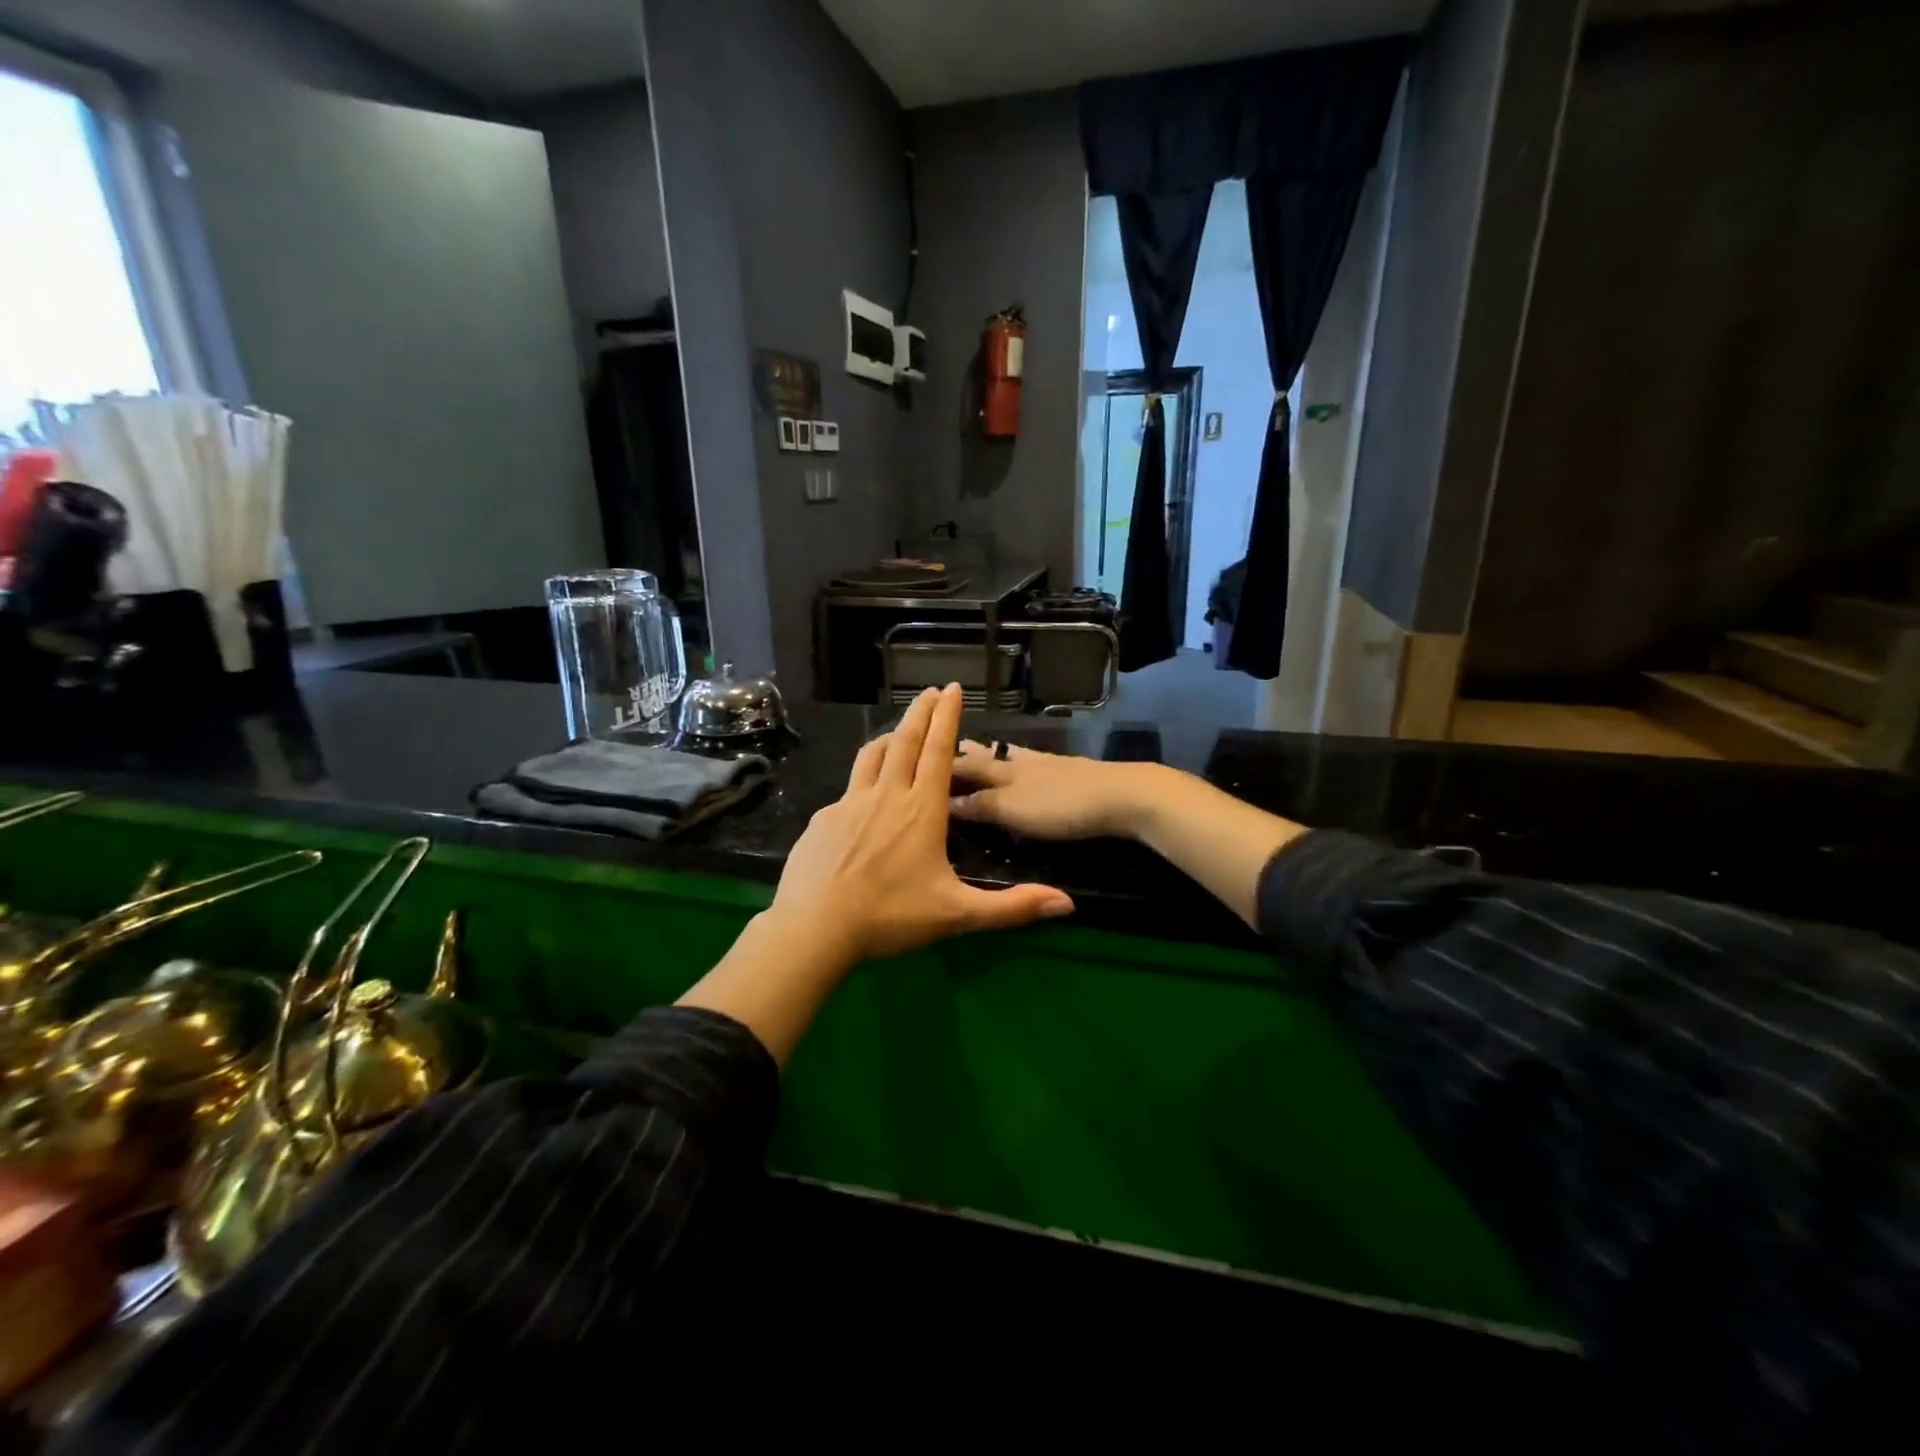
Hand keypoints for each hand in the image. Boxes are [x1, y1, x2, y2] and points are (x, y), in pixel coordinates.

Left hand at [769, 685, 1074, 962]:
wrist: (815, 927)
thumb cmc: (891, 916)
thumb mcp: (958, 914)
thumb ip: (1012, 907)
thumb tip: (1068, 903)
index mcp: (922, 810)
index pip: (939, 751)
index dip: (948, 717)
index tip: (952, 688)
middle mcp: (887, 795)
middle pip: (905, 742)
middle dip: (920, 713)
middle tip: (929, 691)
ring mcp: (849, 803)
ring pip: (872, 757)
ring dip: (889, 737)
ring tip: (897, 730)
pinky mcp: (823, 819)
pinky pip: (848, 789)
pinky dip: (862, 778)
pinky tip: (861, 797)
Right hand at [949, 740, 1158, 840]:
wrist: (1122, 796)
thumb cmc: (1062, 806)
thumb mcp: (1014, 810)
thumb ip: (982, 805)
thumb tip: (944, 800)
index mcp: (1005, 770)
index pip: (967, 765)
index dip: (946, 765)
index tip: (922, 759)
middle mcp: (1022, 762)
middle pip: (990, 754)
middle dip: (968, 753)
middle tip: (949, 746)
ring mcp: (1049, 765)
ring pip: (1013, 755)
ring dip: (994, 754)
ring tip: (981, 749)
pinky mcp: (1071, 772)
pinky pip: (1033, 763)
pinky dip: (1019, 762)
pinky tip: (1026, 766)